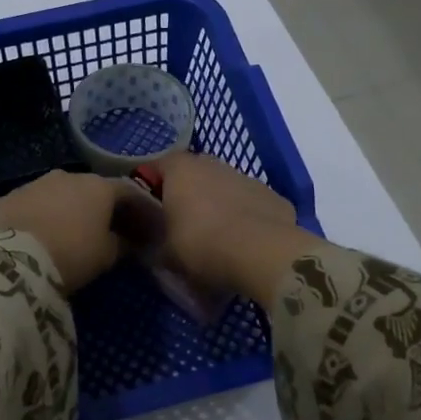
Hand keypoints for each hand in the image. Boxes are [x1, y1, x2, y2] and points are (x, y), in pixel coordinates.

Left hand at [0, 171, 153, 294]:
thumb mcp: (106, 255)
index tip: (144, 228)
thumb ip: (122, 244)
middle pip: (92, 189)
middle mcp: (68, 176)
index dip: (139, 209)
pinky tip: (39, 235)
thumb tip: (127, 241)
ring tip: (69, 232)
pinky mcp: (8, 197)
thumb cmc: (72, 254)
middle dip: (101, 207)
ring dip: (68, 209)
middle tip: (106, 230)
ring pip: (59, 193)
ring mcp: (35, 183)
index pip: (128, 192)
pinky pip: (33, 204)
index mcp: (98, 187)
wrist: (14, 259)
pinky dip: (41, 215)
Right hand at [150, 153, 319, 306]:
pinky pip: (251, 206)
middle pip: (193, 175)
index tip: (147, 212)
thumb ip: (151, 240)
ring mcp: (247, 178)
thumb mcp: (163, 252)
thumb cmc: (201, 245)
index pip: (156, 167)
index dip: (150, 188)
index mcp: (181, 170)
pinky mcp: (274, 197)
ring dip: (218, 206)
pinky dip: (245, 219)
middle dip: (186, 196)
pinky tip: (244, 245)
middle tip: (181, 226)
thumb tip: (146, 239)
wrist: (263, 255)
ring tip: (215, 239)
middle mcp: (213, 164)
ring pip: (225, 189)